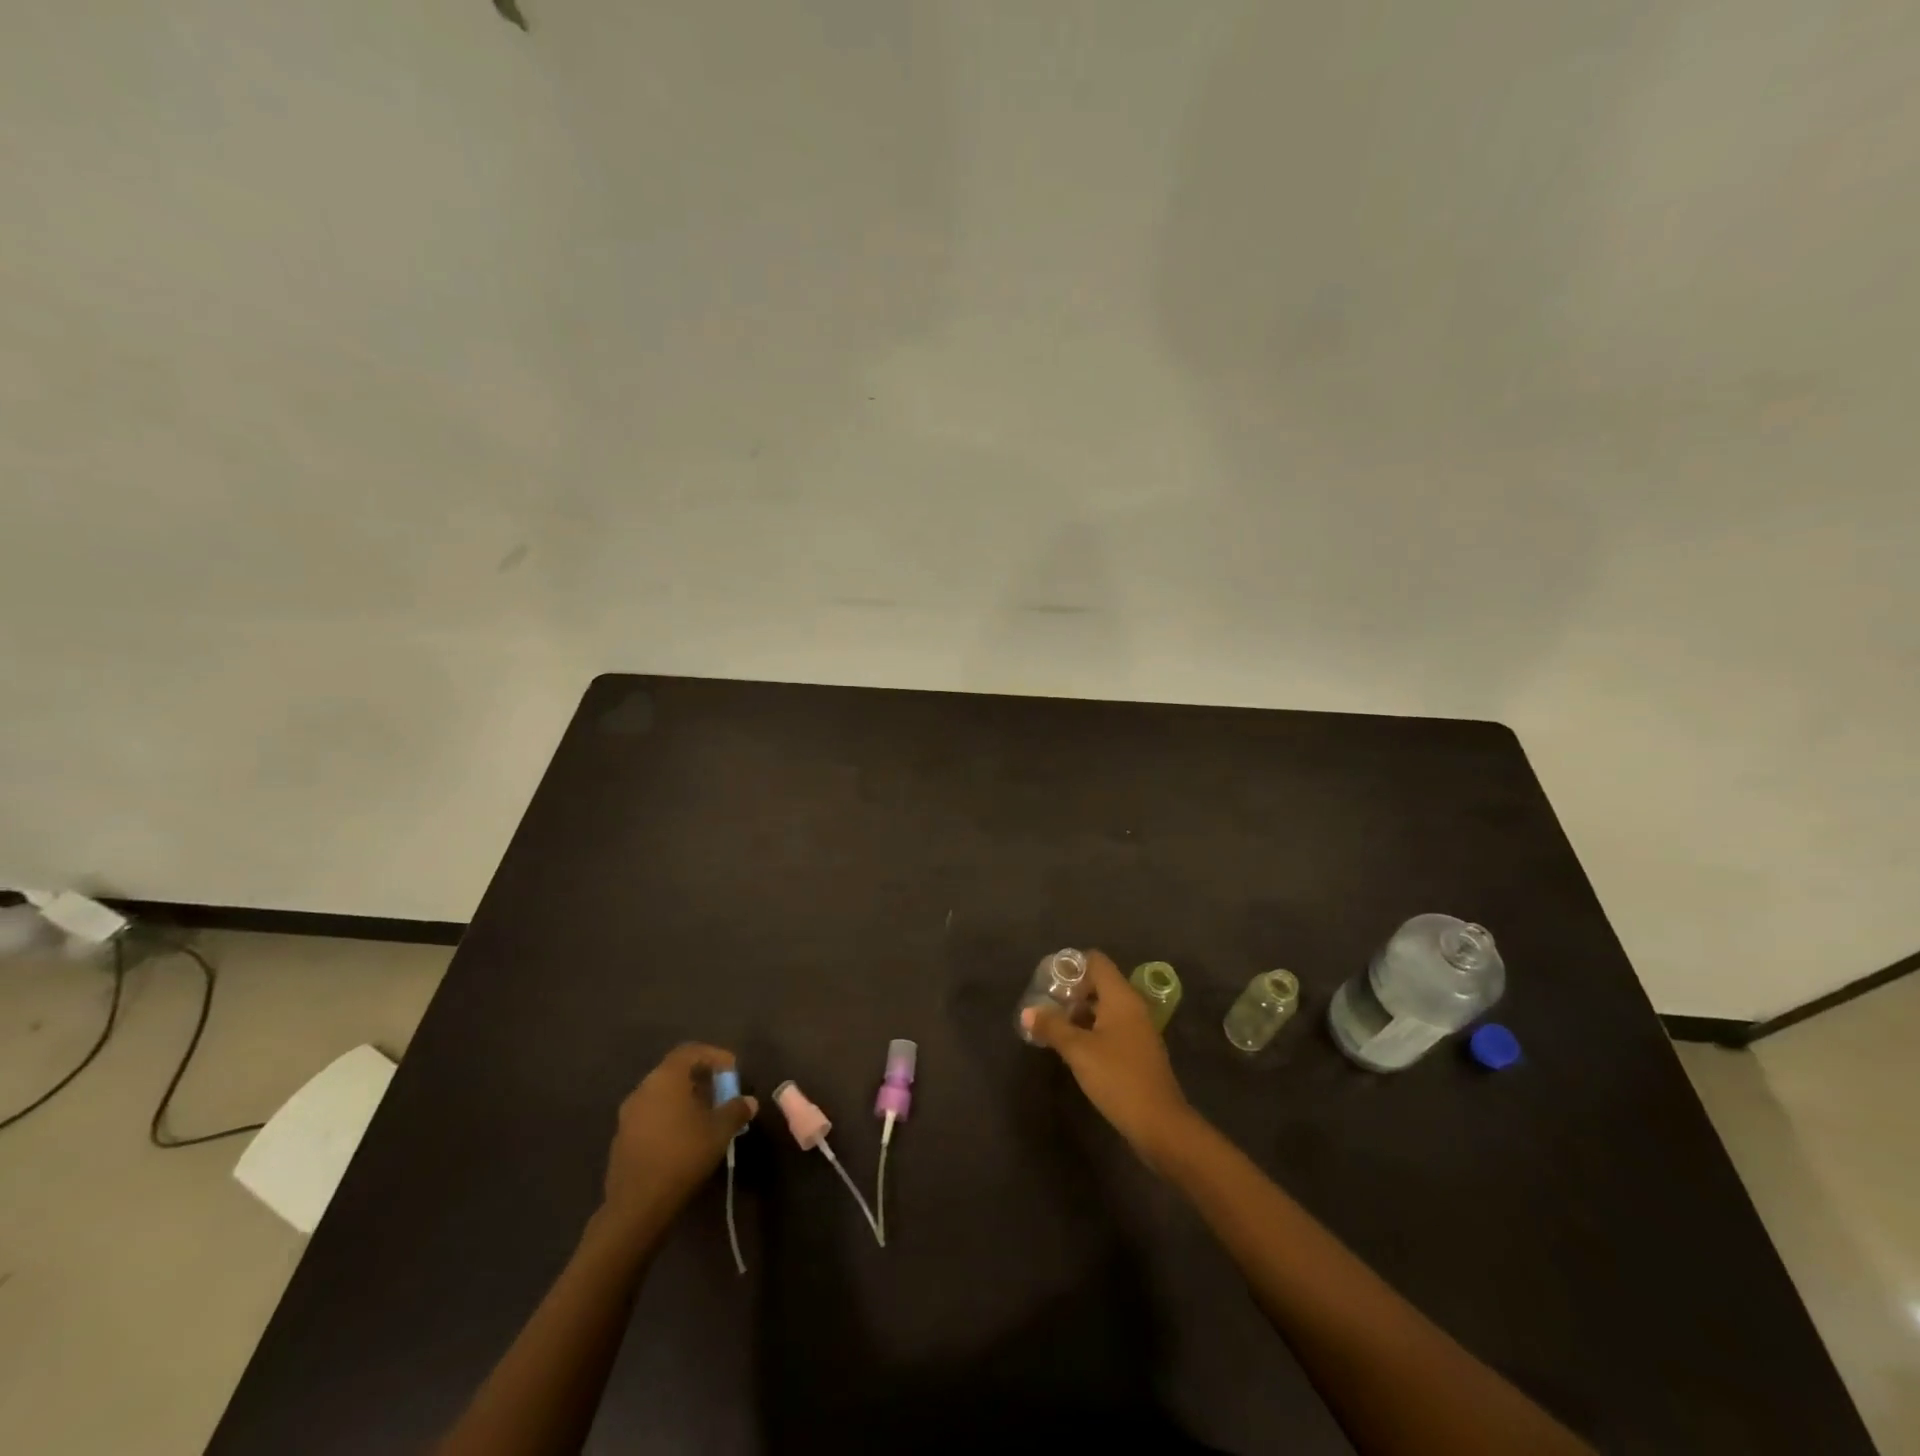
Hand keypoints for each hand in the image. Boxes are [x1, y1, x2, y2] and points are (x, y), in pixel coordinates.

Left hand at [601, 1043, 756, 1230]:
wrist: (636, 1206)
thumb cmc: (683, 1156)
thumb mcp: (719, 1131)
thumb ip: (736, 1110)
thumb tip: (749, 1101)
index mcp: (665, 1078)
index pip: (690, 1051)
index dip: (714, 1056)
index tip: (733, 1070)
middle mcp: (643, 1089)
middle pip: (675, 1072)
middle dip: (701, 1079)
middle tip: (722, 1093)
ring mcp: (628, 1115)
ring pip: (662, 1095)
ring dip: (685, 1099)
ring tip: (707, 1116)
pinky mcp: (622, 1139)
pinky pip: (651, 1115)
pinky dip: (670, 1117)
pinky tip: (685, 1138)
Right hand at [1022, 951, 1200, 1168]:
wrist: (1159, 1124)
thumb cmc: (1117, 1078)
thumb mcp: (1078, 1051)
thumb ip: (1052, 1027)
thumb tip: (1027, 1012)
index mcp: (1121, 997)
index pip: (1096, 962)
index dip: (1071, 966)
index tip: (1049, 982)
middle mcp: (1133, 1006)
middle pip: (1100, 983)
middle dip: (1072, 992)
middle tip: (1047, 1006)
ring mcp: (1139, 1029)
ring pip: (1106, 1007)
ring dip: (1081, 1012)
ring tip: (1055, 1027)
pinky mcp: (1139, 1051)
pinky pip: (1113, 1027)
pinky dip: (1093, 1029)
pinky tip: (1076, 1048)